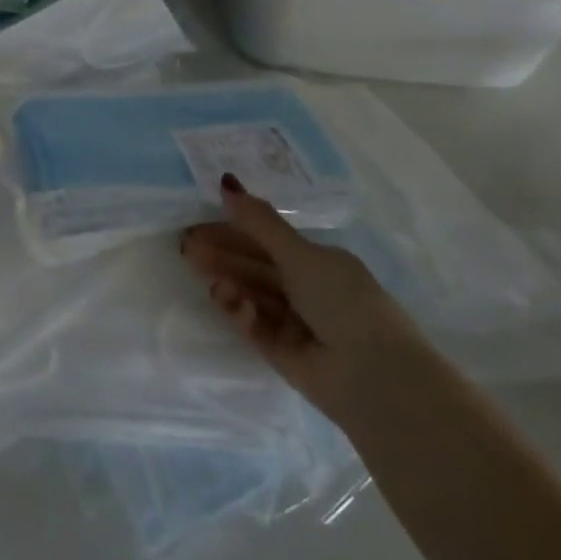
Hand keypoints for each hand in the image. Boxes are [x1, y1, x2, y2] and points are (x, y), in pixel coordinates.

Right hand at [180, 173, 432, 422]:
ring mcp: (295, 323)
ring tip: (202, 272)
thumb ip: (259, 222)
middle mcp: (308, 290)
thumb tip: (226, 181)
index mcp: (320, 263)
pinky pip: (256, 326)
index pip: (268, 241)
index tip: (199, 223)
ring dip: (228, 280)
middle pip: (255, 267)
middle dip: (222, 255)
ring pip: (252, 294)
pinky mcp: (283, 353)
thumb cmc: (344, 302)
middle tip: (186, 246)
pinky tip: (230, 300)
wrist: (375, 378)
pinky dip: (242, 312)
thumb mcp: (300, 255)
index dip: (234, 230)